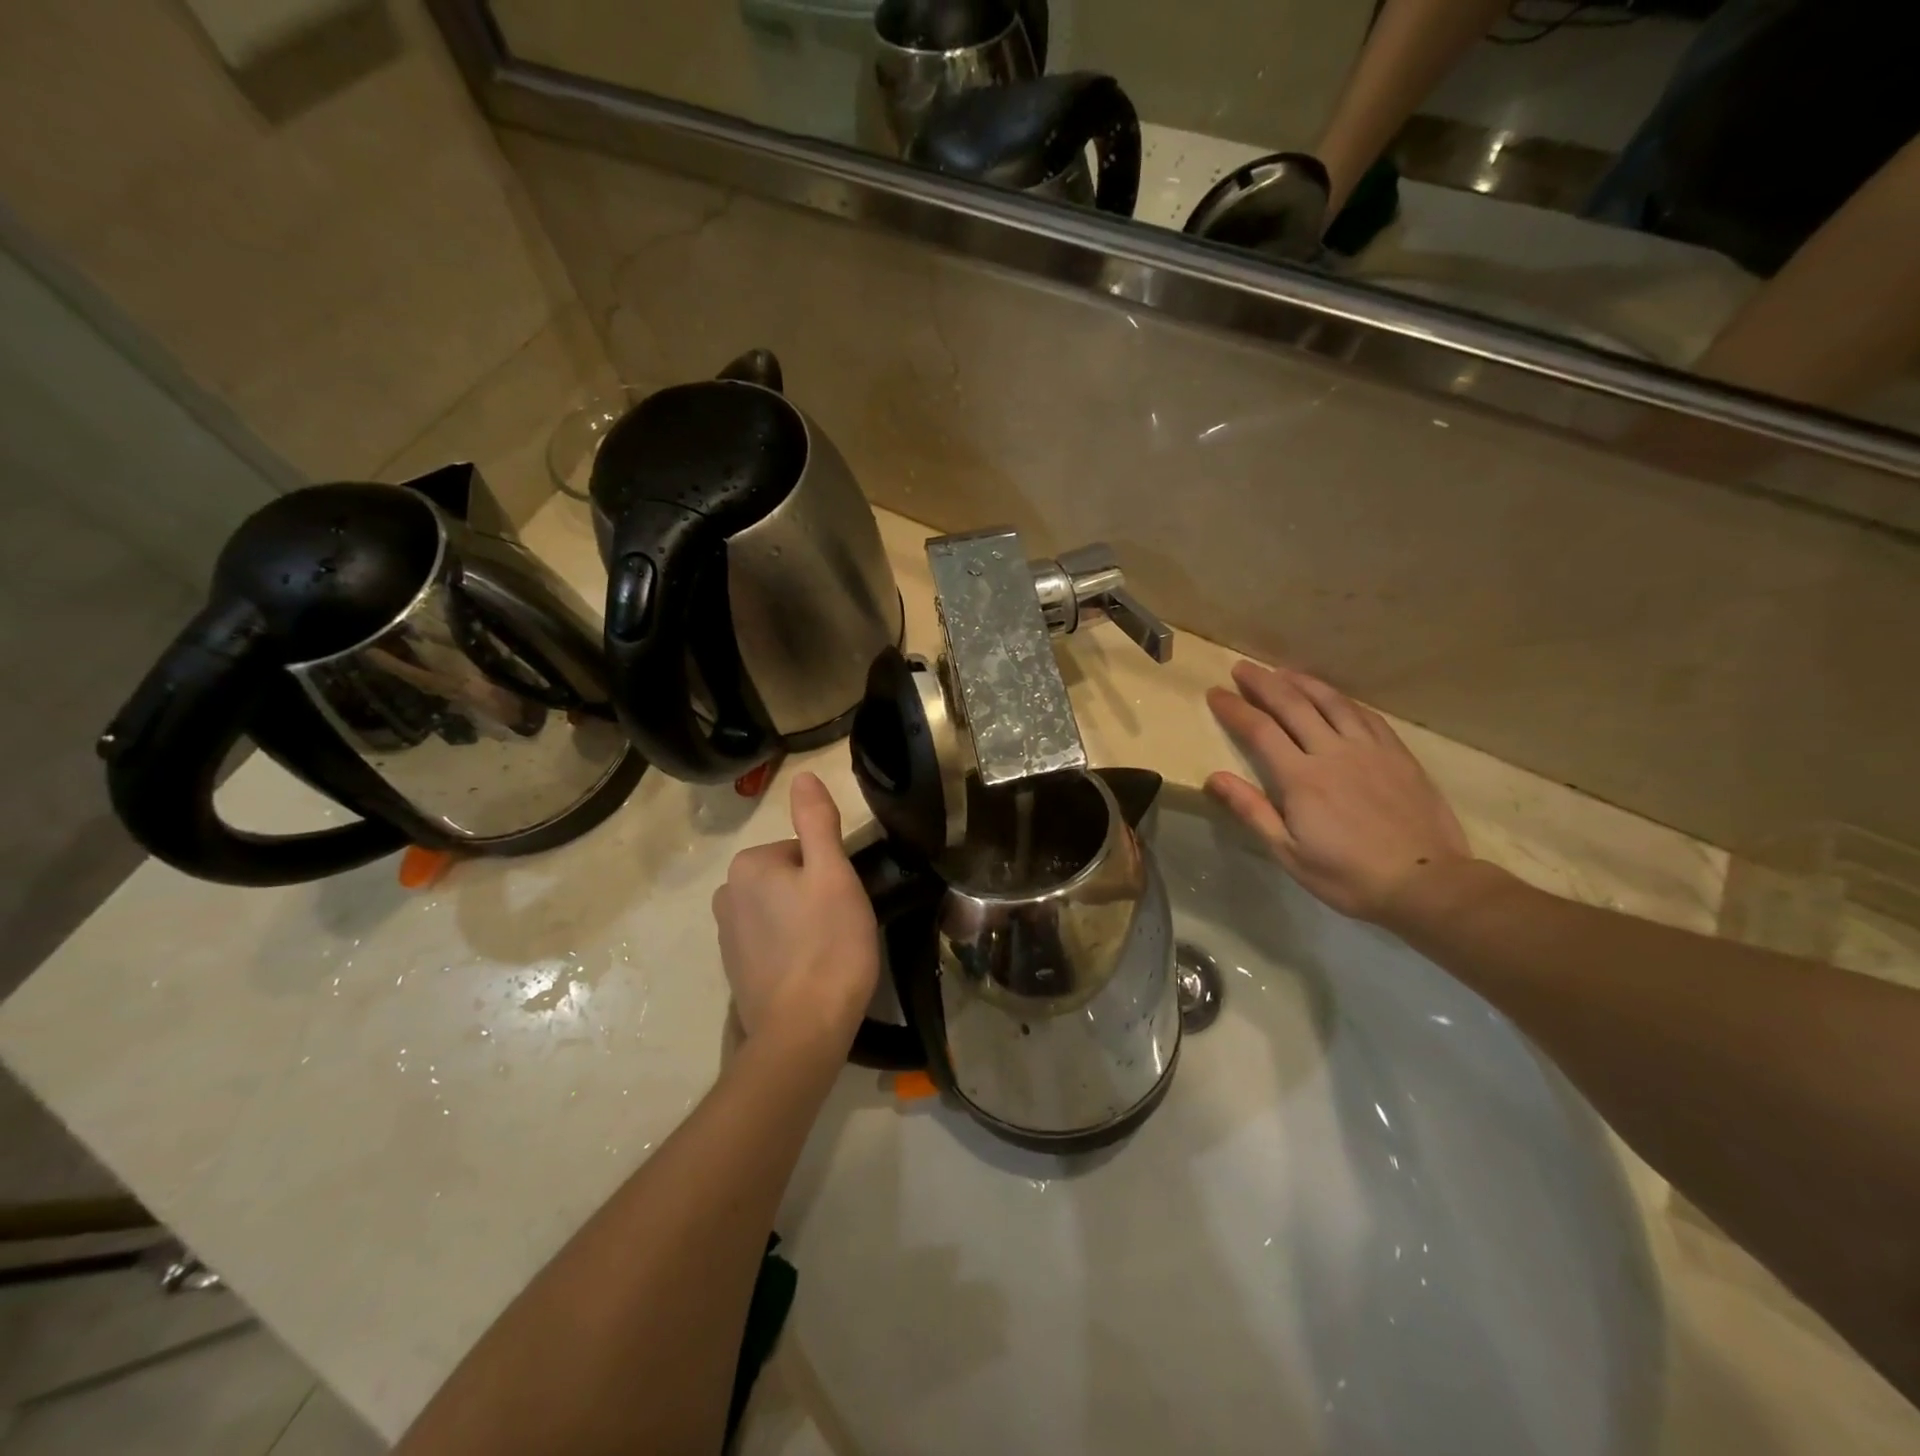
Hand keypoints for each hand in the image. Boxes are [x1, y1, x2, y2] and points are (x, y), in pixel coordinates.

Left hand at [712, 772, 880, 1057]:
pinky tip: (811, 971)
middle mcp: (726, 895)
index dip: (831, 872)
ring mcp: (726, 936)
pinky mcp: (735, 970)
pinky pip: (770, 941)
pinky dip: (791, 949)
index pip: (802, 850)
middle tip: (841, 925)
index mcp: (748, 866)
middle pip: (789, 878)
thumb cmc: (828, 944)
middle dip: (816, 895)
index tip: (844, 901)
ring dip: (805, 922)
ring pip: (781, 909)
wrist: (803, 1030)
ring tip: (830, 951)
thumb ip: (817, 821)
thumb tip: (803, 775)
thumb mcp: (834, 873)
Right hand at [1206, 661, 1471, 923]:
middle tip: (1242, 667)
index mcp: (1301, 778)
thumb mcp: (1289, 853)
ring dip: (1302, 682)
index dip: (1235, 708)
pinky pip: (1366, 715)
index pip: (1259, 730)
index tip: (1215, 693)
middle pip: (1293, 705)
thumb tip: (1214, 778)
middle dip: (1263, 683)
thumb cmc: (1348, 875)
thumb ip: (1252, 810)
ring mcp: (1369, 749)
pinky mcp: (1397, 754)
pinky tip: (1333, 696)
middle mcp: (1332, 752)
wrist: (1426, 883)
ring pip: (1331, 702)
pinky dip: (1342, 699)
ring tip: (1282, 671)